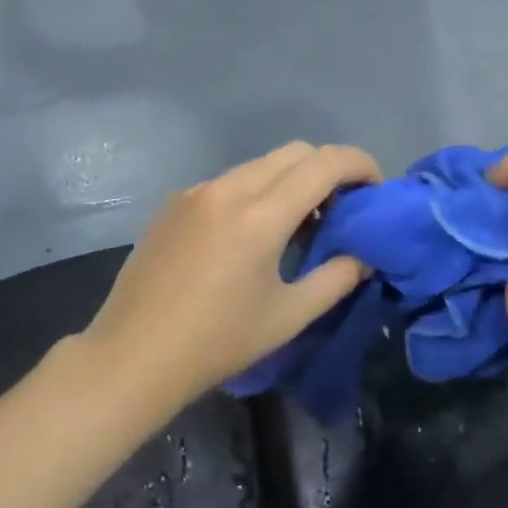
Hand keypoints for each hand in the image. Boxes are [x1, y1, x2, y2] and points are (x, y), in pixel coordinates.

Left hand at [81, 142, 382, 411]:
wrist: (132, 355)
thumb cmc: (216, 342)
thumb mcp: (287, 317)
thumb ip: (335, 279)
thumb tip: (362, 255)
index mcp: (260, 214)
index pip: (325, 163)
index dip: (360, 165)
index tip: (375, 189)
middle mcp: (229, 188)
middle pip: (295, 152)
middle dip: (328, 169)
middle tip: (341, 210)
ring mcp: (197, 190)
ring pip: (260, 164)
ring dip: (290, 180)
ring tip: (298, 225)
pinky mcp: (175, 201)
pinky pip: (229, 181)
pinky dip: (255, 191)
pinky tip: (249, 235)